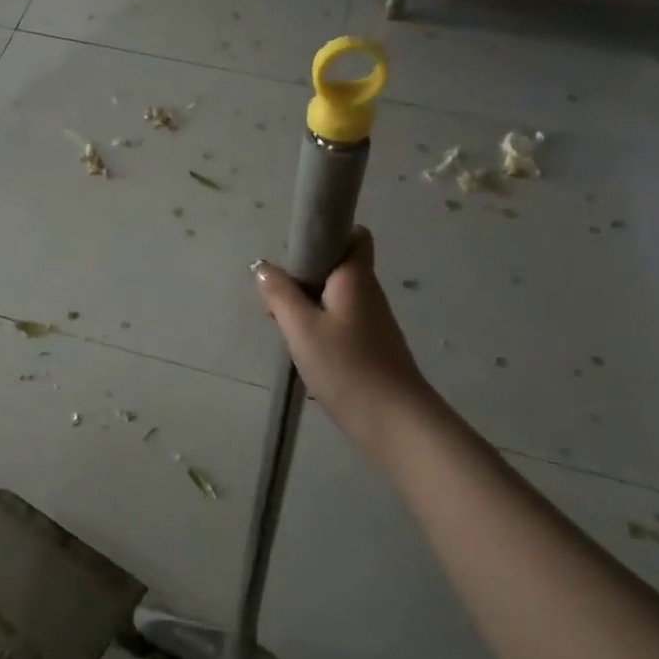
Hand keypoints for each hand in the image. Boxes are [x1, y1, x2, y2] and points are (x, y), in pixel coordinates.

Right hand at [253, 229, 432, 445]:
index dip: (329, 236)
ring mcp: (374, 322)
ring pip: (338, 298)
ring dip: (311, 305)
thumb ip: (280, 294)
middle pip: (339, 268)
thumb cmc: (346, 367)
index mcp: (356, 279)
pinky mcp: (373, 348)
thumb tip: (264, 267)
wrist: (394, 422)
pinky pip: (343, 323)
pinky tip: (306, 352)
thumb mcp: (301, 328)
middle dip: (307, 276)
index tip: (298, 254)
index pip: (355, 236)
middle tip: (279, 299)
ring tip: (286, 328)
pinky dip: (322, 328)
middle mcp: (369, 294)